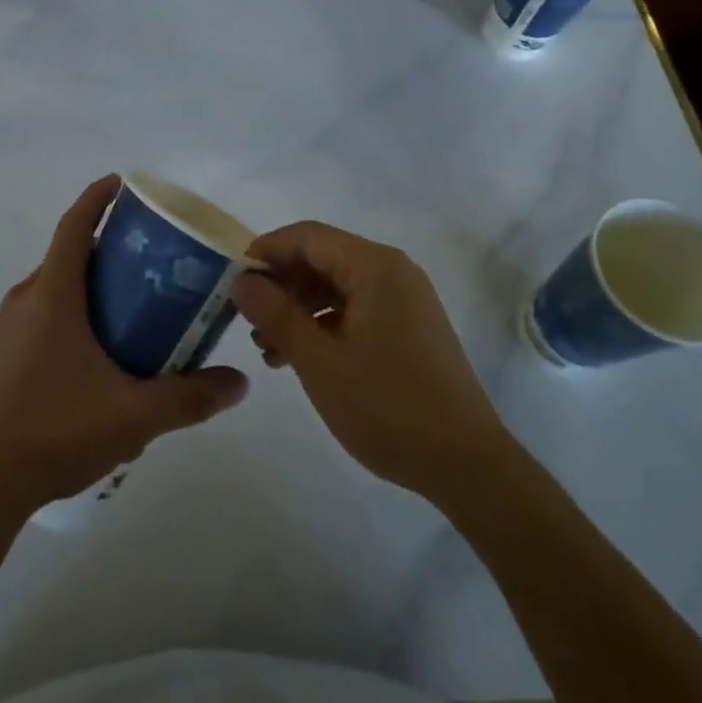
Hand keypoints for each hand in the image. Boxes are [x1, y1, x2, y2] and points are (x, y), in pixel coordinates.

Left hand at [0, 175, 248, 515]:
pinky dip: (70, 310)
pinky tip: (96, 351)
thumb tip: (239, 383)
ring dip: (89, 282)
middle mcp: (26, 298)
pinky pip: (41, 313)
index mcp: (53, 294)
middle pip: (69, 253)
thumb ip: (190, 397)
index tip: (124, 183)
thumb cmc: (56, 431)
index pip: (75, 225)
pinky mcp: (0, 355)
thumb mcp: (134, 416)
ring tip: (132, 305)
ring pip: (54, 286)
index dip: (98, 197)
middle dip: (107, 245)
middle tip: (151, 258)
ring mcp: (6, 328)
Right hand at [230, 221, 503, 503]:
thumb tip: (241, 280)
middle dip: (281, 285)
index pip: (306, 236)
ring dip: (298, 308)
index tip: (233, 283)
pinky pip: (356, 307)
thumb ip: (276, 314)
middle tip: (249, 323)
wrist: (468, 466)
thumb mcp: (319, 362)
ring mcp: (404, 298)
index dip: (265, 252)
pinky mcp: (409, 326)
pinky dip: (324, 324)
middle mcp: (392, 270)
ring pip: (336, 285)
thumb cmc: (388, 408)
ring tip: (269, 349)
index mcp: (374, 266)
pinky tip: (301, 357)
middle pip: (321, 257)